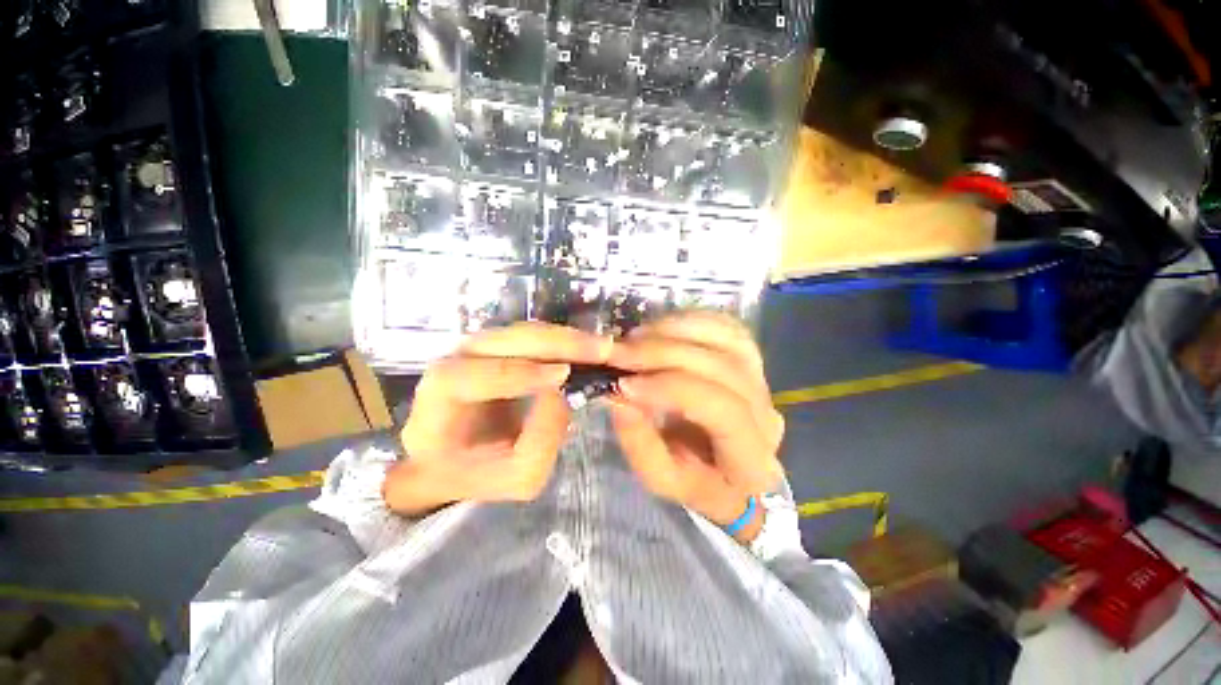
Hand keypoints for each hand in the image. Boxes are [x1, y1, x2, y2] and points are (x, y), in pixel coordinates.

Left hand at [383, 323, 611, 515]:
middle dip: (558, 344)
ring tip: (603, 348)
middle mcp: (456, 361)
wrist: (460, 459)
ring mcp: (479, 348)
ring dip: (567, 338)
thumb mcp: (516, 475)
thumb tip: (561, 393)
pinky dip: (565, 340)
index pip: (473, 376)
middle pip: (506, 341)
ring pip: (524, 332)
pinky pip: (535, 336)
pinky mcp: (502, 346)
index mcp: (441, 399)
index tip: (564, 375)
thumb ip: (540, 440)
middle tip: (603, 350)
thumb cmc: (481, 473)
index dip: (519, 373)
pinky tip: (589, 348)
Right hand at [606, 312, 784, 541]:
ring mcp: (763, 381)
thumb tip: (619, 394)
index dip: (672, 388)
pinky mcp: (752, 359)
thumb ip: (638, 441)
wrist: (727, 472)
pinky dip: (691, 320)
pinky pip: (728, 327)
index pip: (722, 409)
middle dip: (665, 353)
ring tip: (636, 337)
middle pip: (724, 368)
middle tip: (620, 351)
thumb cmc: (693, 481)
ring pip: (729, 339)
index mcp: (752, 459)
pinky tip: (661, 327)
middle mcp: (767, 414)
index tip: (625, 383)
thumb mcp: (659, 477)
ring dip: (677, 330)